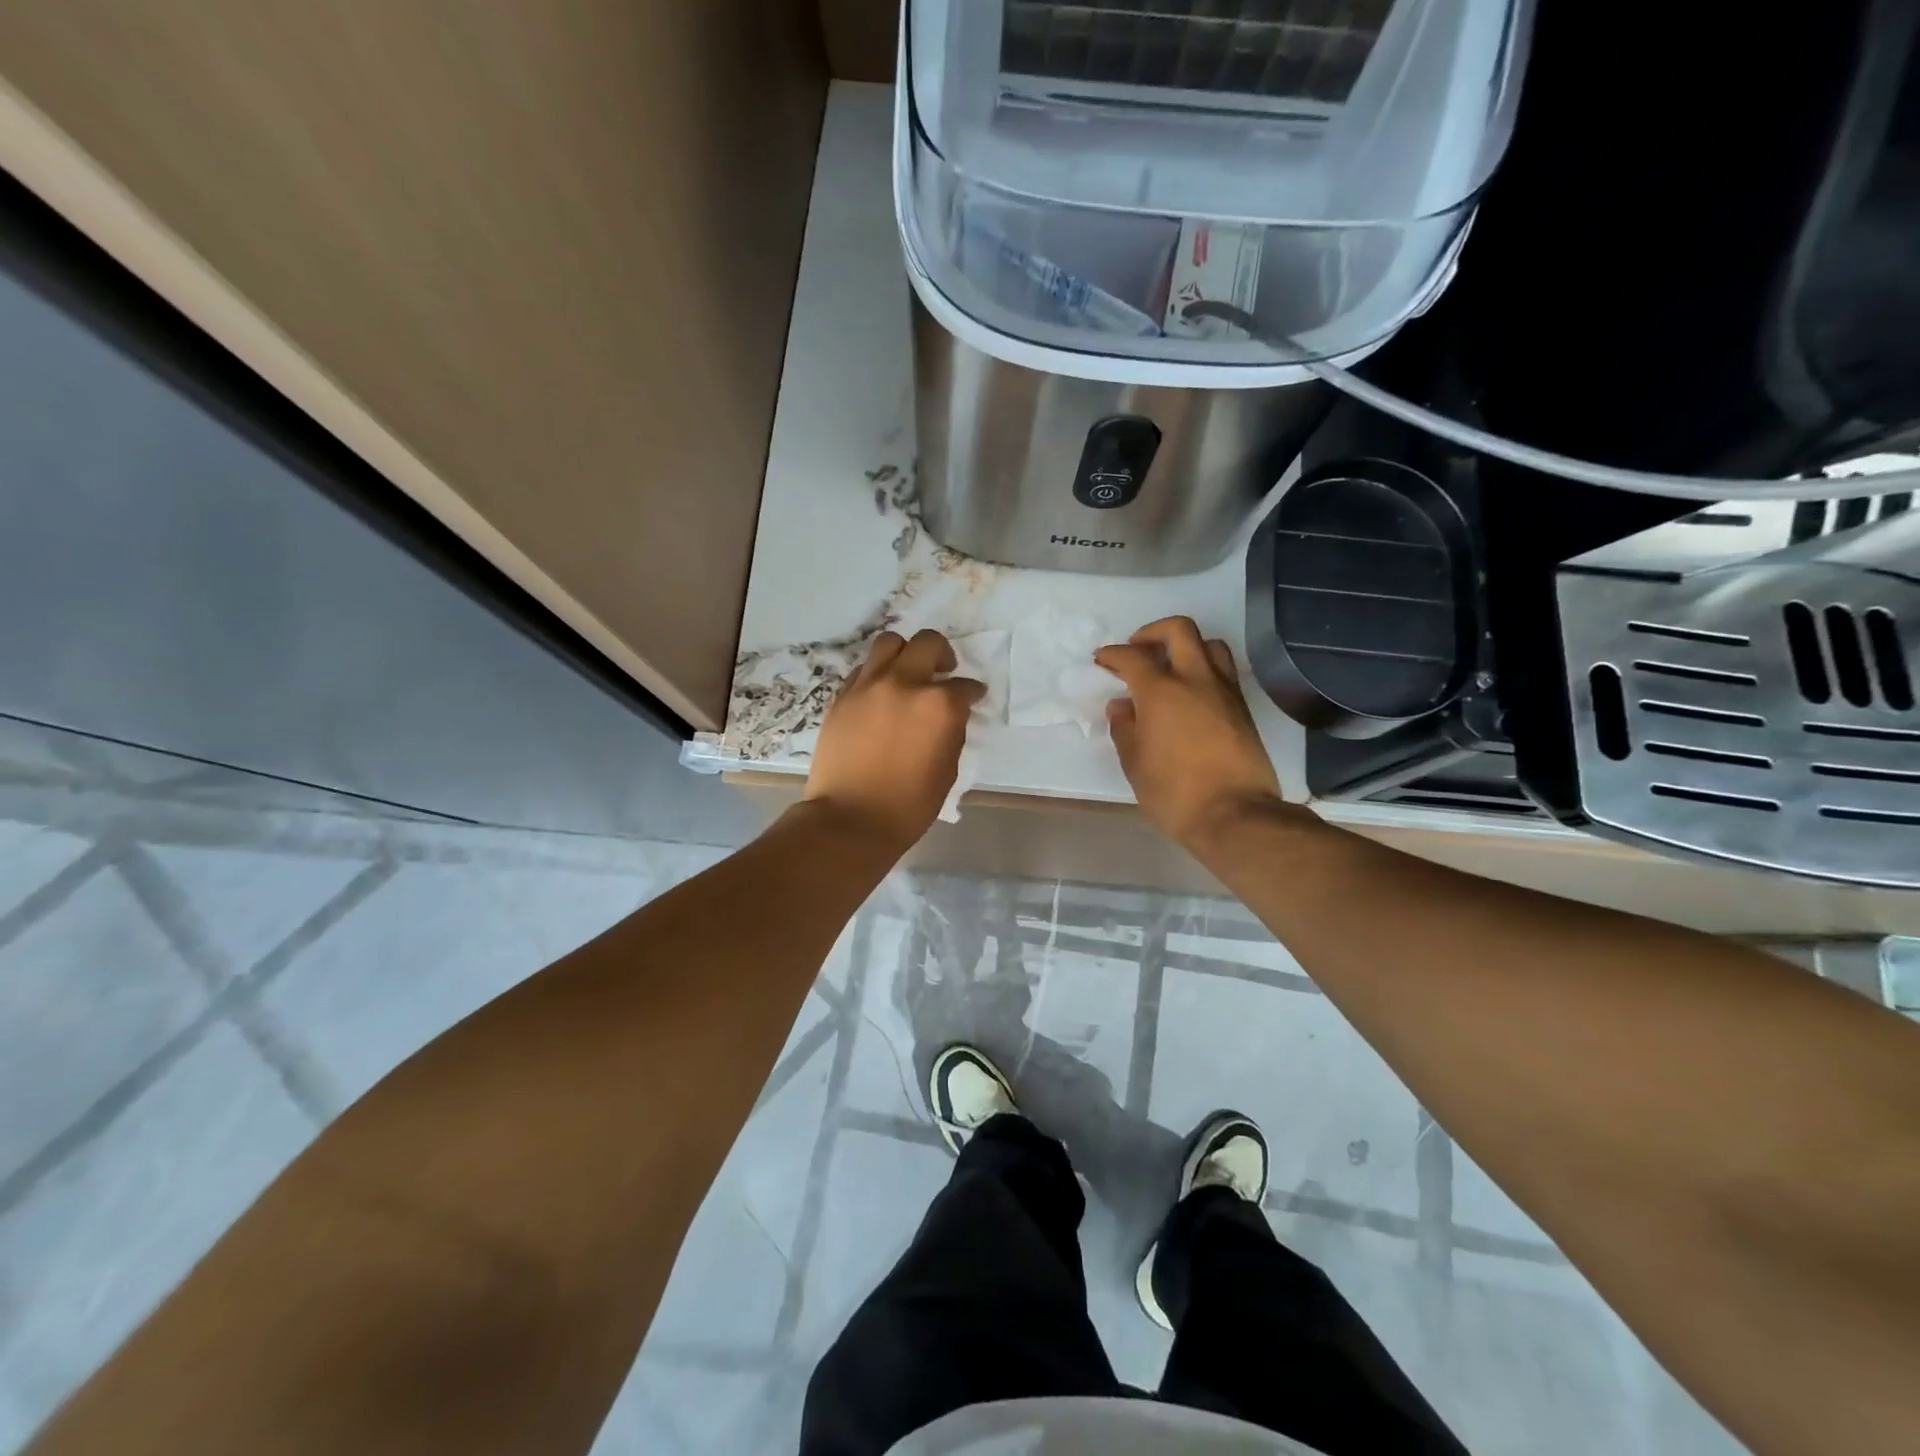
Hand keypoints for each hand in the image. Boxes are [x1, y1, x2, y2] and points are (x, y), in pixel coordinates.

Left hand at [803, 629, 984, 850]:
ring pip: (890, 643)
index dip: (973, 692)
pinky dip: (878, 674)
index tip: (973, 697)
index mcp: (939, 705)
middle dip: (943, 654)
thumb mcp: (947, 770)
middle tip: (944, 671)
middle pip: (928, 644)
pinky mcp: (842, 696)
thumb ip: (952, 732)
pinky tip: (881, 693)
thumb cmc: (908, 805)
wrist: (850, 819)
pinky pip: (864, 669)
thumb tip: (950, 716)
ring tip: (908, 672)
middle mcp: (904, 683)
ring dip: (906, 652)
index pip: (965, 686)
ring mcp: (868, 686)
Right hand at [1095, 617, 1286, 850]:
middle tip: (1138, 650)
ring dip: (1186, 646)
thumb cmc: (1174, 792)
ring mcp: (1224, 691)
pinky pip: (1223, 671)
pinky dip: (1203, 669)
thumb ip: (1125, 728)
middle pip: (1179, 630)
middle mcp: (1195, 680)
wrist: (1235, 815)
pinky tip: (1190, 693)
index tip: (1102, 660)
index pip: (1133, 657)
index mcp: (1161, 691)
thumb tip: (1122, 706)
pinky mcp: (1242, 708)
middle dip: (1152, 632)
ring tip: (1170, 667)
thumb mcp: (1135, 764)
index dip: (1113, 654)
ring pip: (1209, 644)